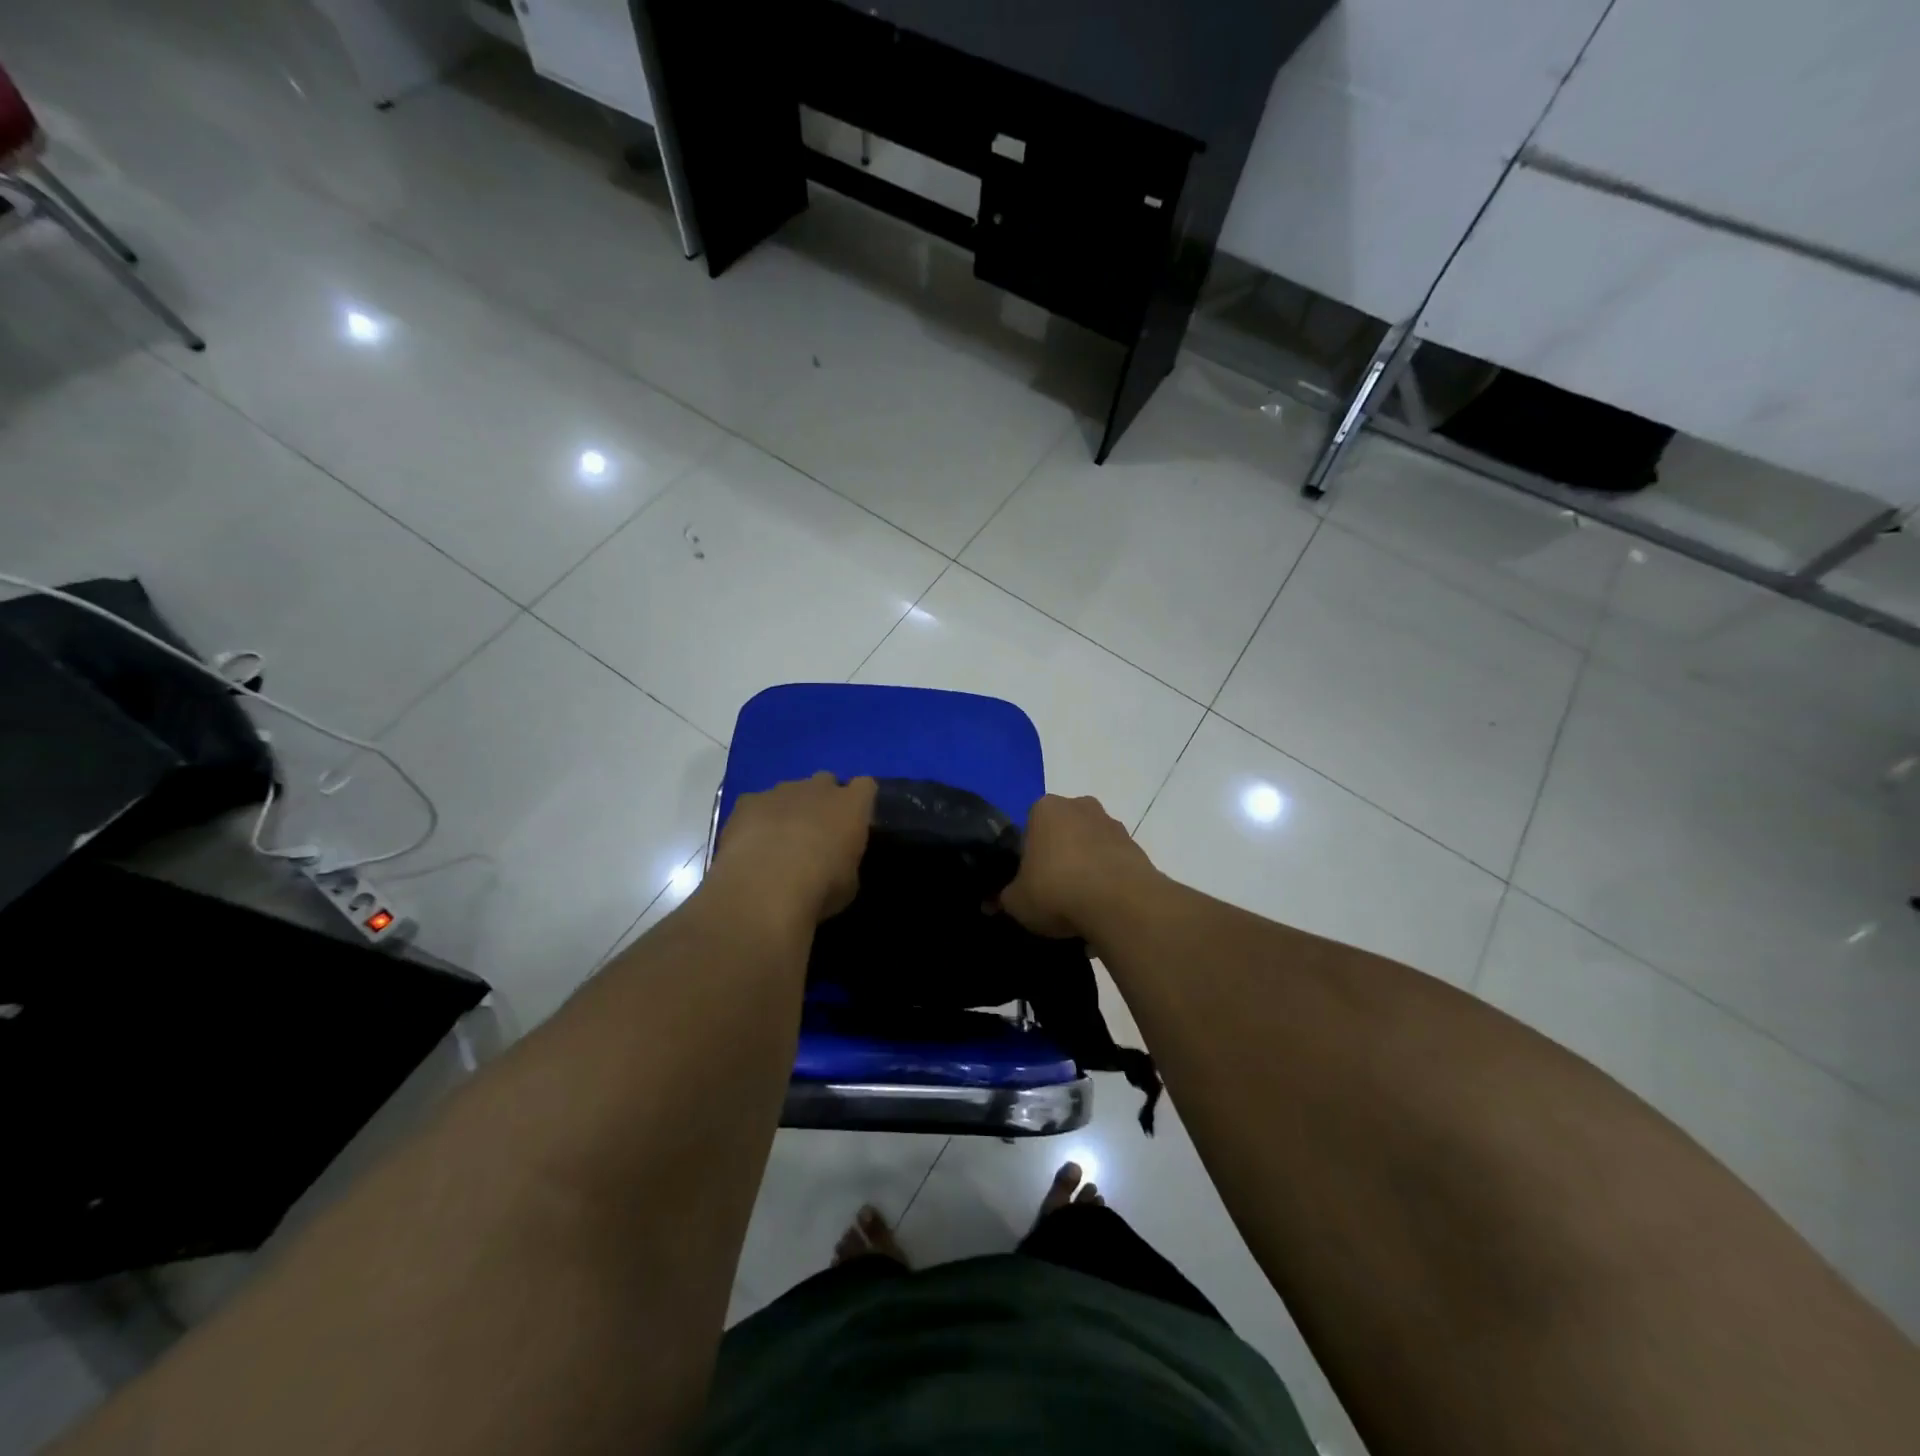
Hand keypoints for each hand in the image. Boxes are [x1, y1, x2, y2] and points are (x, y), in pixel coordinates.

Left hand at [709, 772, 876, 925]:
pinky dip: (756, 818)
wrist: (764, 888)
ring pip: (790, 791)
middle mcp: (818, 788)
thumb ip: (846, 861)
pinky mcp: (747, 801)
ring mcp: (780, 791)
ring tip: (779, 841)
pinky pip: (756, 803)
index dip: (859, 801)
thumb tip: (838, 861)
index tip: (854, 821)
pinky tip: (751, 844)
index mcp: (852, 806)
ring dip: (789, 808)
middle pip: (826, 781)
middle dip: (823, 800)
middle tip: (817, 831)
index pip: (865, 786)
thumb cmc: (820, 888)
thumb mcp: (849, 884)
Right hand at [1001, 794, 1159, 939]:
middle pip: (1063, 834)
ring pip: (1090, 848)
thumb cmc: (1057, 890)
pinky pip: (1113, 865)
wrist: (1121, 904)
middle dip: (1058, 858)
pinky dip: (1107, 882)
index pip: (1028, 829)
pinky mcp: (1137, 848)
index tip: (1028, 882)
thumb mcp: (1016, 901)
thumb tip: (990, 903)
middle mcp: (1080, 806)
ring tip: (1080, 907)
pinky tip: (1102, 909)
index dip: (1026, 858)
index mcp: (1045, 808)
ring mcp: (1113, 825)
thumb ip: (1002, 898)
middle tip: (1052, 892)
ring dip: (1085, 869)